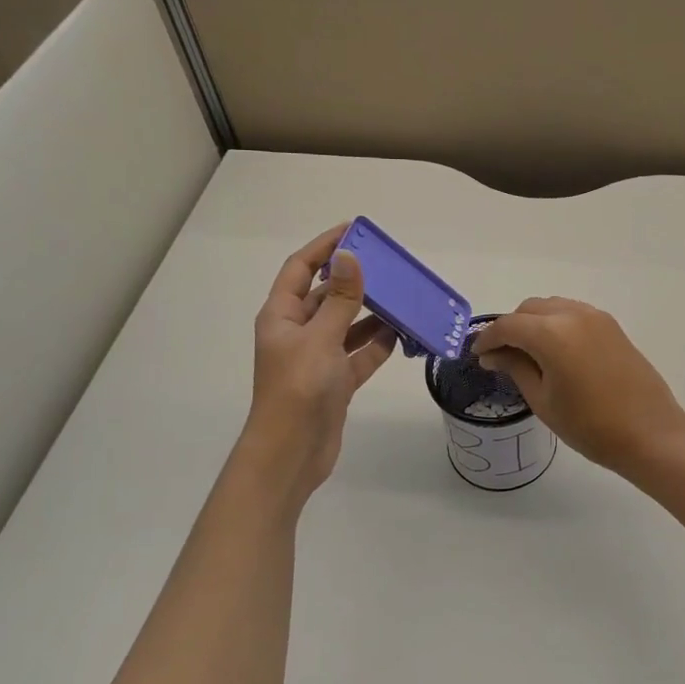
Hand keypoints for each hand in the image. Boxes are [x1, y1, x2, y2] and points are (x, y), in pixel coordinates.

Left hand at [240, 224, 395, 496]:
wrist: (292, 453)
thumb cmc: (299, 389)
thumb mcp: (321, 338)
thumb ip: (341, 298)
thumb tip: (351, 255)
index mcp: (282, 316)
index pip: (301, 269)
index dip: (324, 247)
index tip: (354, 230)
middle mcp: (297, 332)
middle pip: (327, 296)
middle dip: (355, 280)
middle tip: (389, 266)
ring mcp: (317, 358)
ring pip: (347, 325)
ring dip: (371, 313)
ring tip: (402, 298)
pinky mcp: (335, 382)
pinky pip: (359, 354)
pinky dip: (377, 345)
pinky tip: (401, 335)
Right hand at [475, 298, 684, 473]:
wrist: (650, 433)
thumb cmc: (590, 425)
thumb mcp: (543, 400)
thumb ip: (516, 368)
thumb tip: (494, 354)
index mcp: (552, 333)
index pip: (508, 326)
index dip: (488, 339)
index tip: (478, 356)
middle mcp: (573, 314)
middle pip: (529, 310)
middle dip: (511, 328)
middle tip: (501, 357)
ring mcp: (596, 317)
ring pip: (552, 307)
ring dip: (534, 323)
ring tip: (527, 354)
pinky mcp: (611, 326)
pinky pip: (573, 314)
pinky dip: (556, 324)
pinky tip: (555, 351)